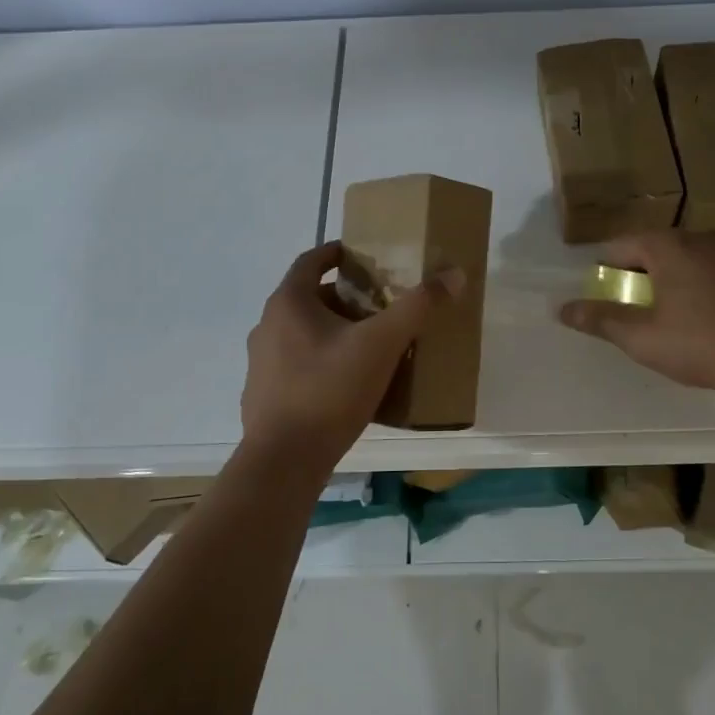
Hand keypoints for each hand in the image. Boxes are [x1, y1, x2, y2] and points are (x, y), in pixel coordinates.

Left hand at [241, 242, 460, 470]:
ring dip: (333, 332)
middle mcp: (267, 327)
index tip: (361, 256)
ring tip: (369, 345)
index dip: (336, 253)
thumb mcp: (382, 344)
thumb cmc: (330, 391)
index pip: (310, 261)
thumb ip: (417, 307)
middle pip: (309, 299)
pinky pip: (297, 366)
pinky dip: (321, 363)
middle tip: (379, 305)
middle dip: (345, 298)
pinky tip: (347, 385)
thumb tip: (454, 275)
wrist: (284, 461)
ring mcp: (260, 364)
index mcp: (288, 304)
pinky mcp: (263, 396)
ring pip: (302, 334)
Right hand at [558, 230, 714, 405]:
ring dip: (673, 279)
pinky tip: (711, 317)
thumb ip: (601, 320)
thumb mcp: (643, 338)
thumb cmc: (704, 345)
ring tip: (673, 316)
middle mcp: (701, 237)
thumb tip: (563, 309)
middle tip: (637, 310)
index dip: (606, 270)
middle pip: (655, 248)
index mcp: (669, 246)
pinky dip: (704, 284)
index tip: (607, 297)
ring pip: (689, 258)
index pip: (622, 246)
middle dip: (640, 274)